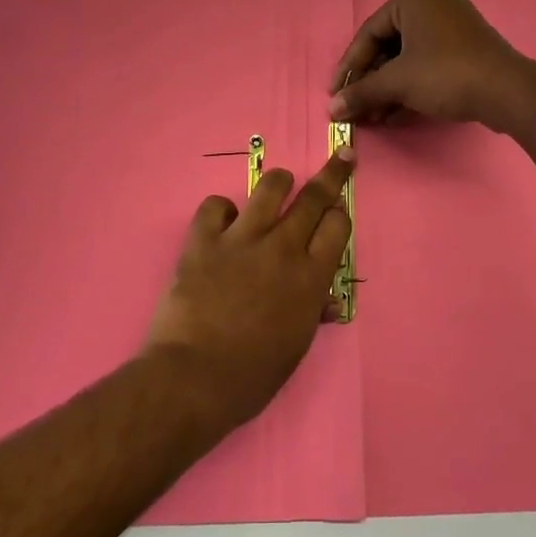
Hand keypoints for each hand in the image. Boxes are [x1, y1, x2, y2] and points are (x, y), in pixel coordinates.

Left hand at [141, 147, 355, 428]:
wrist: (193, 379)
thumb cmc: (252, 376)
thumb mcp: (295, 348)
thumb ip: (312, 312)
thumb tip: (326, 300)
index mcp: (311, 278)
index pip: (338, 225)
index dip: (340, 214)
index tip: (338, 210)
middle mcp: (282, 248)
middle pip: (314, 197)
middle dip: (332, 174)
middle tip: (342, 157)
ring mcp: (241, 239)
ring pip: (270, 186)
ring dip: (279, 182)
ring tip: (279, 185)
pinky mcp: (203, 239)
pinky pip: (216, 204)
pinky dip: (222, 210)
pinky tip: (222, 223)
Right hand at [328, 0, 533, 127]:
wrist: (507, 92)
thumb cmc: (446, 74)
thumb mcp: (397, 83)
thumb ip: (361, 92)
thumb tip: (332, 109)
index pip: (368, 33)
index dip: (349, 67)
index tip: (335, 94)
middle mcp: (433, 4)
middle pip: (388, 45)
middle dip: (370, 81)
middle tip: (355, 107)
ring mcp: (453, 26)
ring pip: (408, 57)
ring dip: (388, 88)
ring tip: (372, 117)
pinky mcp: (467, 48)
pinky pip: (428, 63)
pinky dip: (410, 86)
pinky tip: (394, 115)